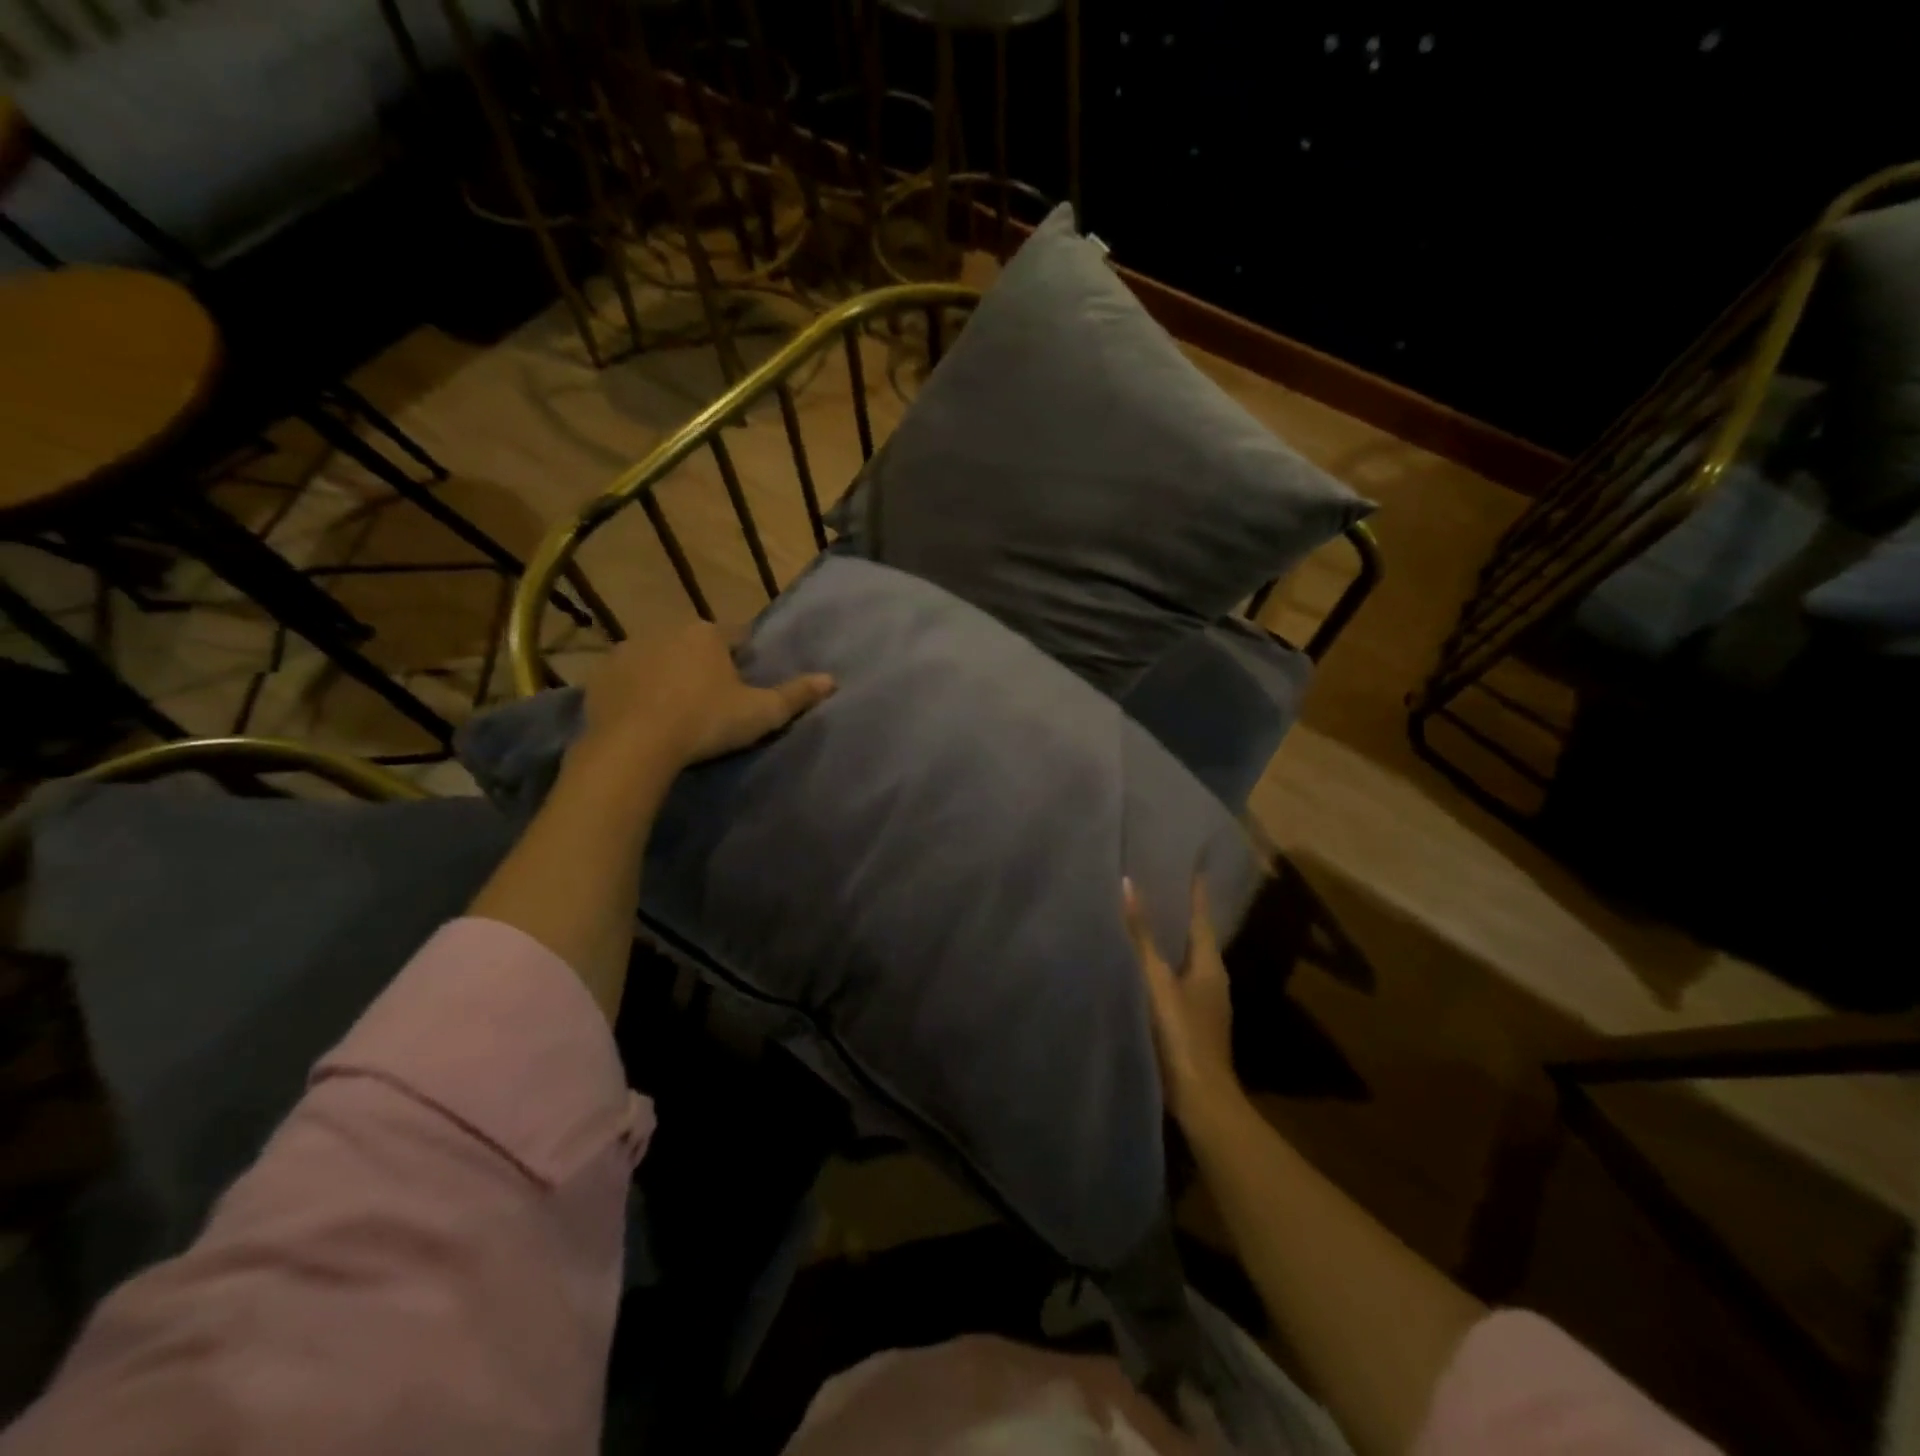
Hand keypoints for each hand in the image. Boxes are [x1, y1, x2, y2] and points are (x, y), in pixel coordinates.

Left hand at [575, 622, 834, 773]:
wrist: (634, 746)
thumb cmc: (705, 722)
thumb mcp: (760, 713)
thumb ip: (796, 695)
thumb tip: (831, 680)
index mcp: (707, 634)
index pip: (735, 636)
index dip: (743, 658)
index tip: (745, 681)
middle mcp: (666, 630)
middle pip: (694, 644)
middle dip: (703, 664)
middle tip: (712, 700)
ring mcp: (628, 650)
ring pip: (658, 658)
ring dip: (668, 675)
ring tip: (676, 710)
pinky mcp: (600, 676)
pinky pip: (627, 679)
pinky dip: (637, 691)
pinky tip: (644, 717)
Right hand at [1123, 875, 1242, 1126]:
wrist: (1200, 1099)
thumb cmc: (1182, 1034)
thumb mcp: (1157, 980)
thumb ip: (1141, 937)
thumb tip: (1128, 884)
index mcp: (1209, 964)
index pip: (1201, 916)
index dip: (1194, 890)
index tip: (1187, 862)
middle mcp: (1211, 979)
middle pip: (1194, 936)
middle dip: (1177, 912)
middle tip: (1153, 882)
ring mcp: (1203, 1003)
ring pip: (1183, 959)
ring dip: (1167, 939)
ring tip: (1141, 917)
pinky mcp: (1189, 1021)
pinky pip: (1174, 980)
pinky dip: (1160, 965)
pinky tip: (1139, 965)